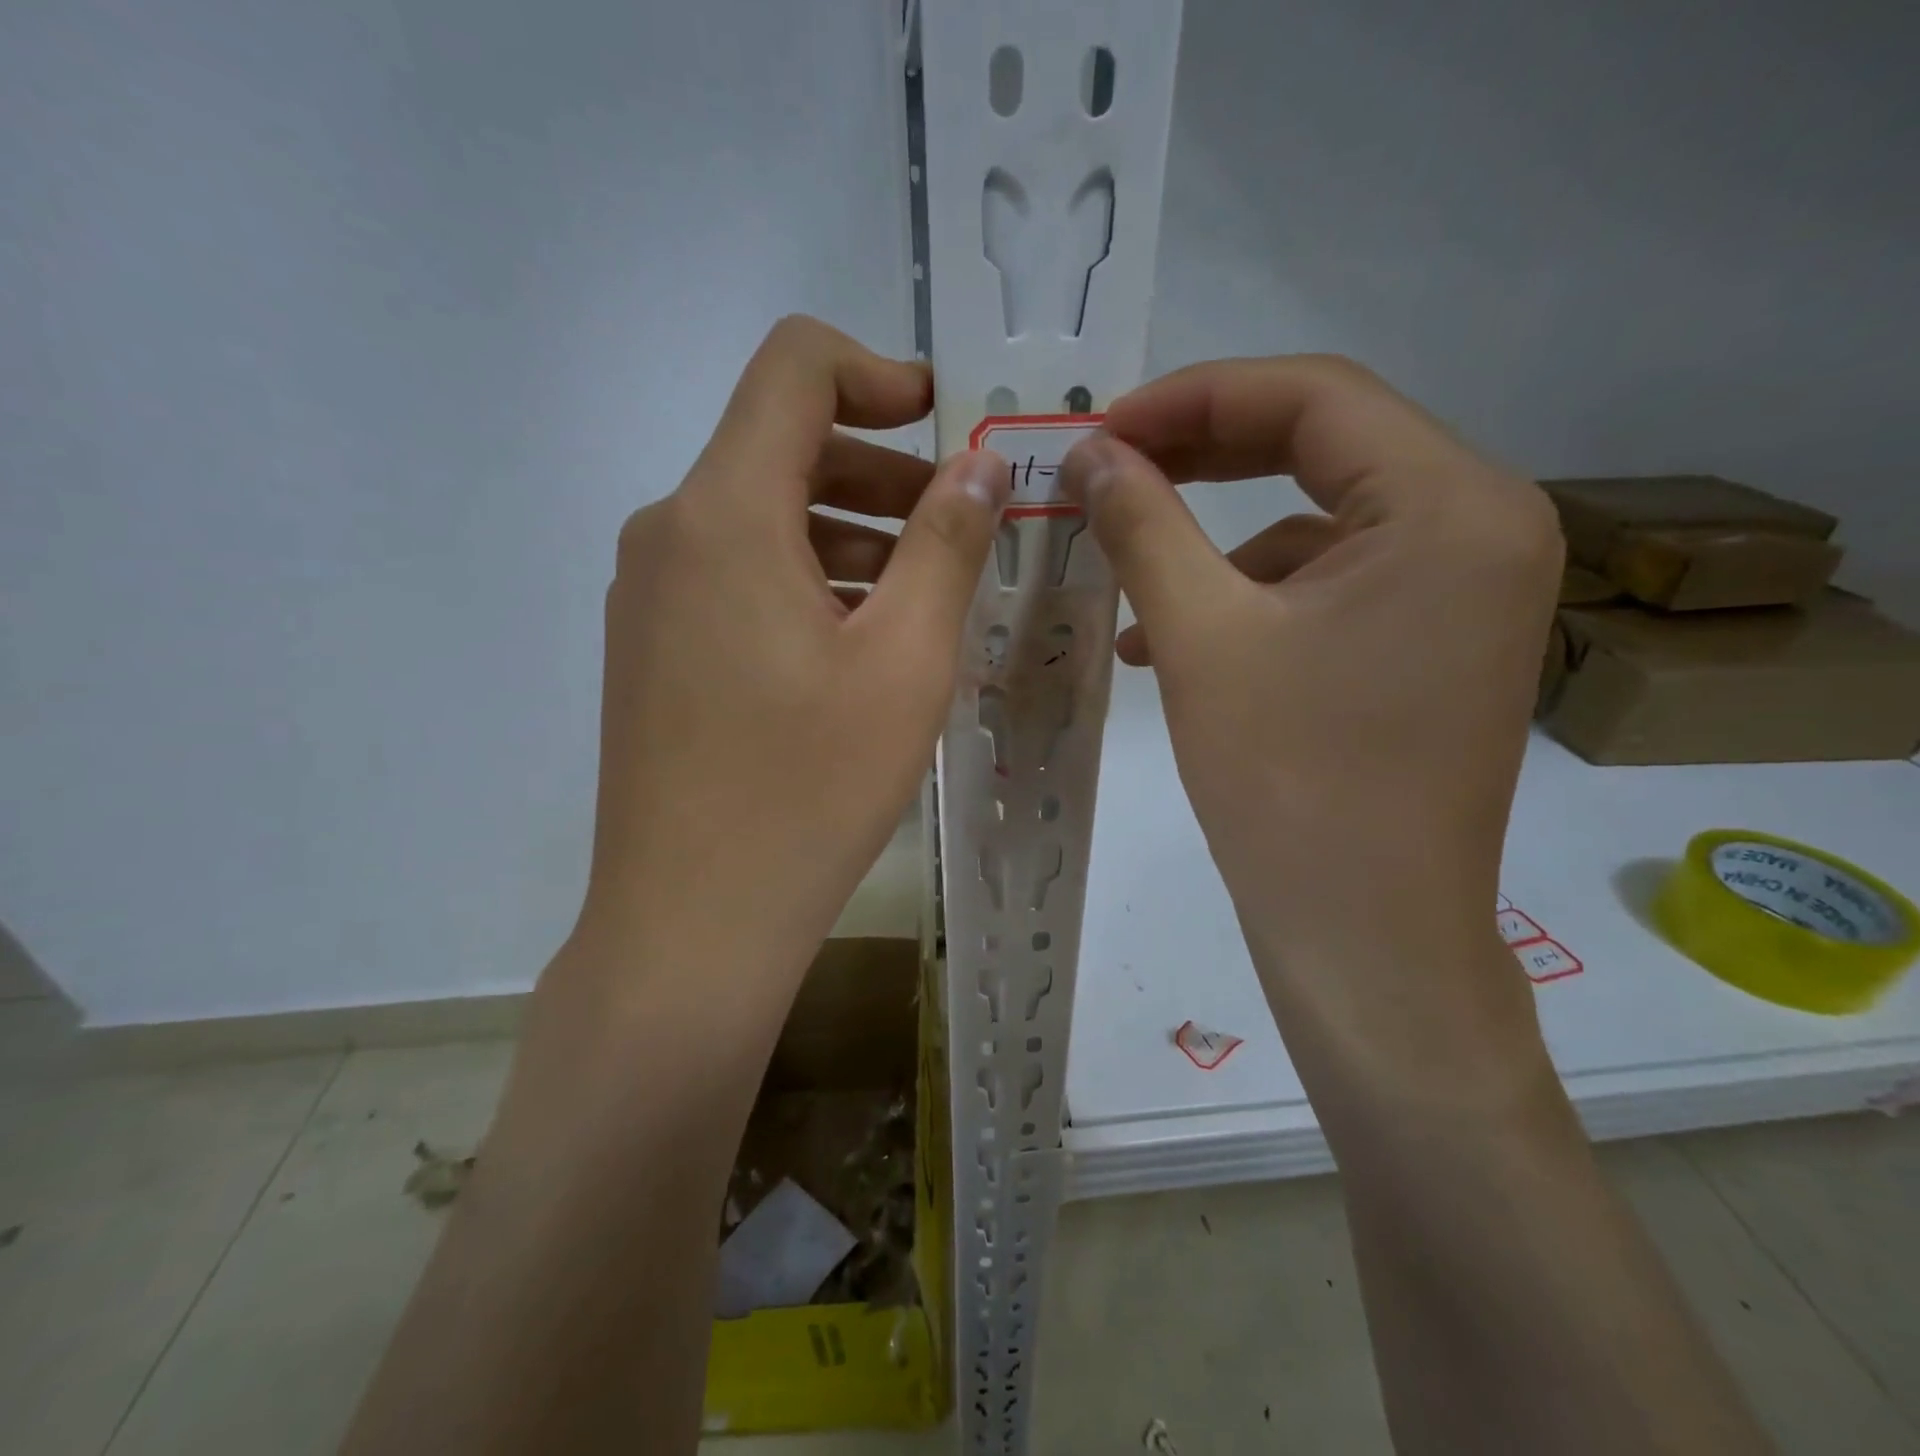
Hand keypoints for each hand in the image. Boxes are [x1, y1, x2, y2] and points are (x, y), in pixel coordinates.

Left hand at [575, 316, 1007, 994]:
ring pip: (761, 519)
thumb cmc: (808, 788)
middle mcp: (668, 533)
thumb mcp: (905, 660)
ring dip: (847, 533)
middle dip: (880, 470)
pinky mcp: (651, 648)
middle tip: (959, 526)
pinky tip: (857, 644)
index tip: (945, 426)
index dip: (878, 373)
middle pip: (780, 447)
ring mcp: (649, 595)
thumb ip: (948, 544)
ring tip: (921, 596)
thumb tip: (982, 466)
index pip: (794, 369)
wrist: (691, 922)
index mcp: (724, 513)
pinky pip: (735, 578)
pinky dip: (804, 581)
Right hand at [1061, 356, 1564, 1105]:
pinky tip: (1175, 641)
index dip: (1193, 398)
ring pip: (1318, 520)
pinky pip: (1331, 583)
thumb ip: (1142, 524)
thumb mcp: (1200, 638)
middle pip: (1324, 445)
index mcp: (1451, 505)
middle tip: (1108, 472)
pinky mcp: (1433, 641)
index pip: (1314, 397)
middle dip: (1202, 454)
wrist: (1366, 938)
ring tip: (1128, 578)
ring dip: (1216, 538)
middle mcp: (1483, 527)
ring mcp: (1465, 589)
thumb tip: (1088, 453)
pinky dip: (1249, 595)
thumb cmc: (1289, 784)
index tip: (1102, 430)